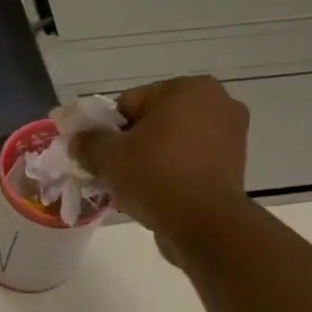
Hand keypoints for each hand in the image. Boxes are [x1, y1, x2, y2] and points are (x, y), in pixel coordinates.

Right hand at [72, 76, 252, 262]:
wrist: (202, 222)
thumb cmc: (155, 178)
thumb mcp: (108, 157)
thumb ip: (88, 141)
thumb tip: (78, 138)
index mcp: (186, 88)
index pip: (129, 103)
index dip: (106, 131)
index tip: (97, 158)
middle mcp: (216, 100)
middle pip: (153, 122)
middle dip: (130, 146)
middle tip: (113, 175)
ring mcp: (230, 132)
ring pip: (172, 143)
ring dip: (150, 160)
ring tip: (134, 189)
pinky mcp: (233, 162)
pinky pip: (190, 161)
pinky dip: (172, 173)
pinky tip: (157, 195)